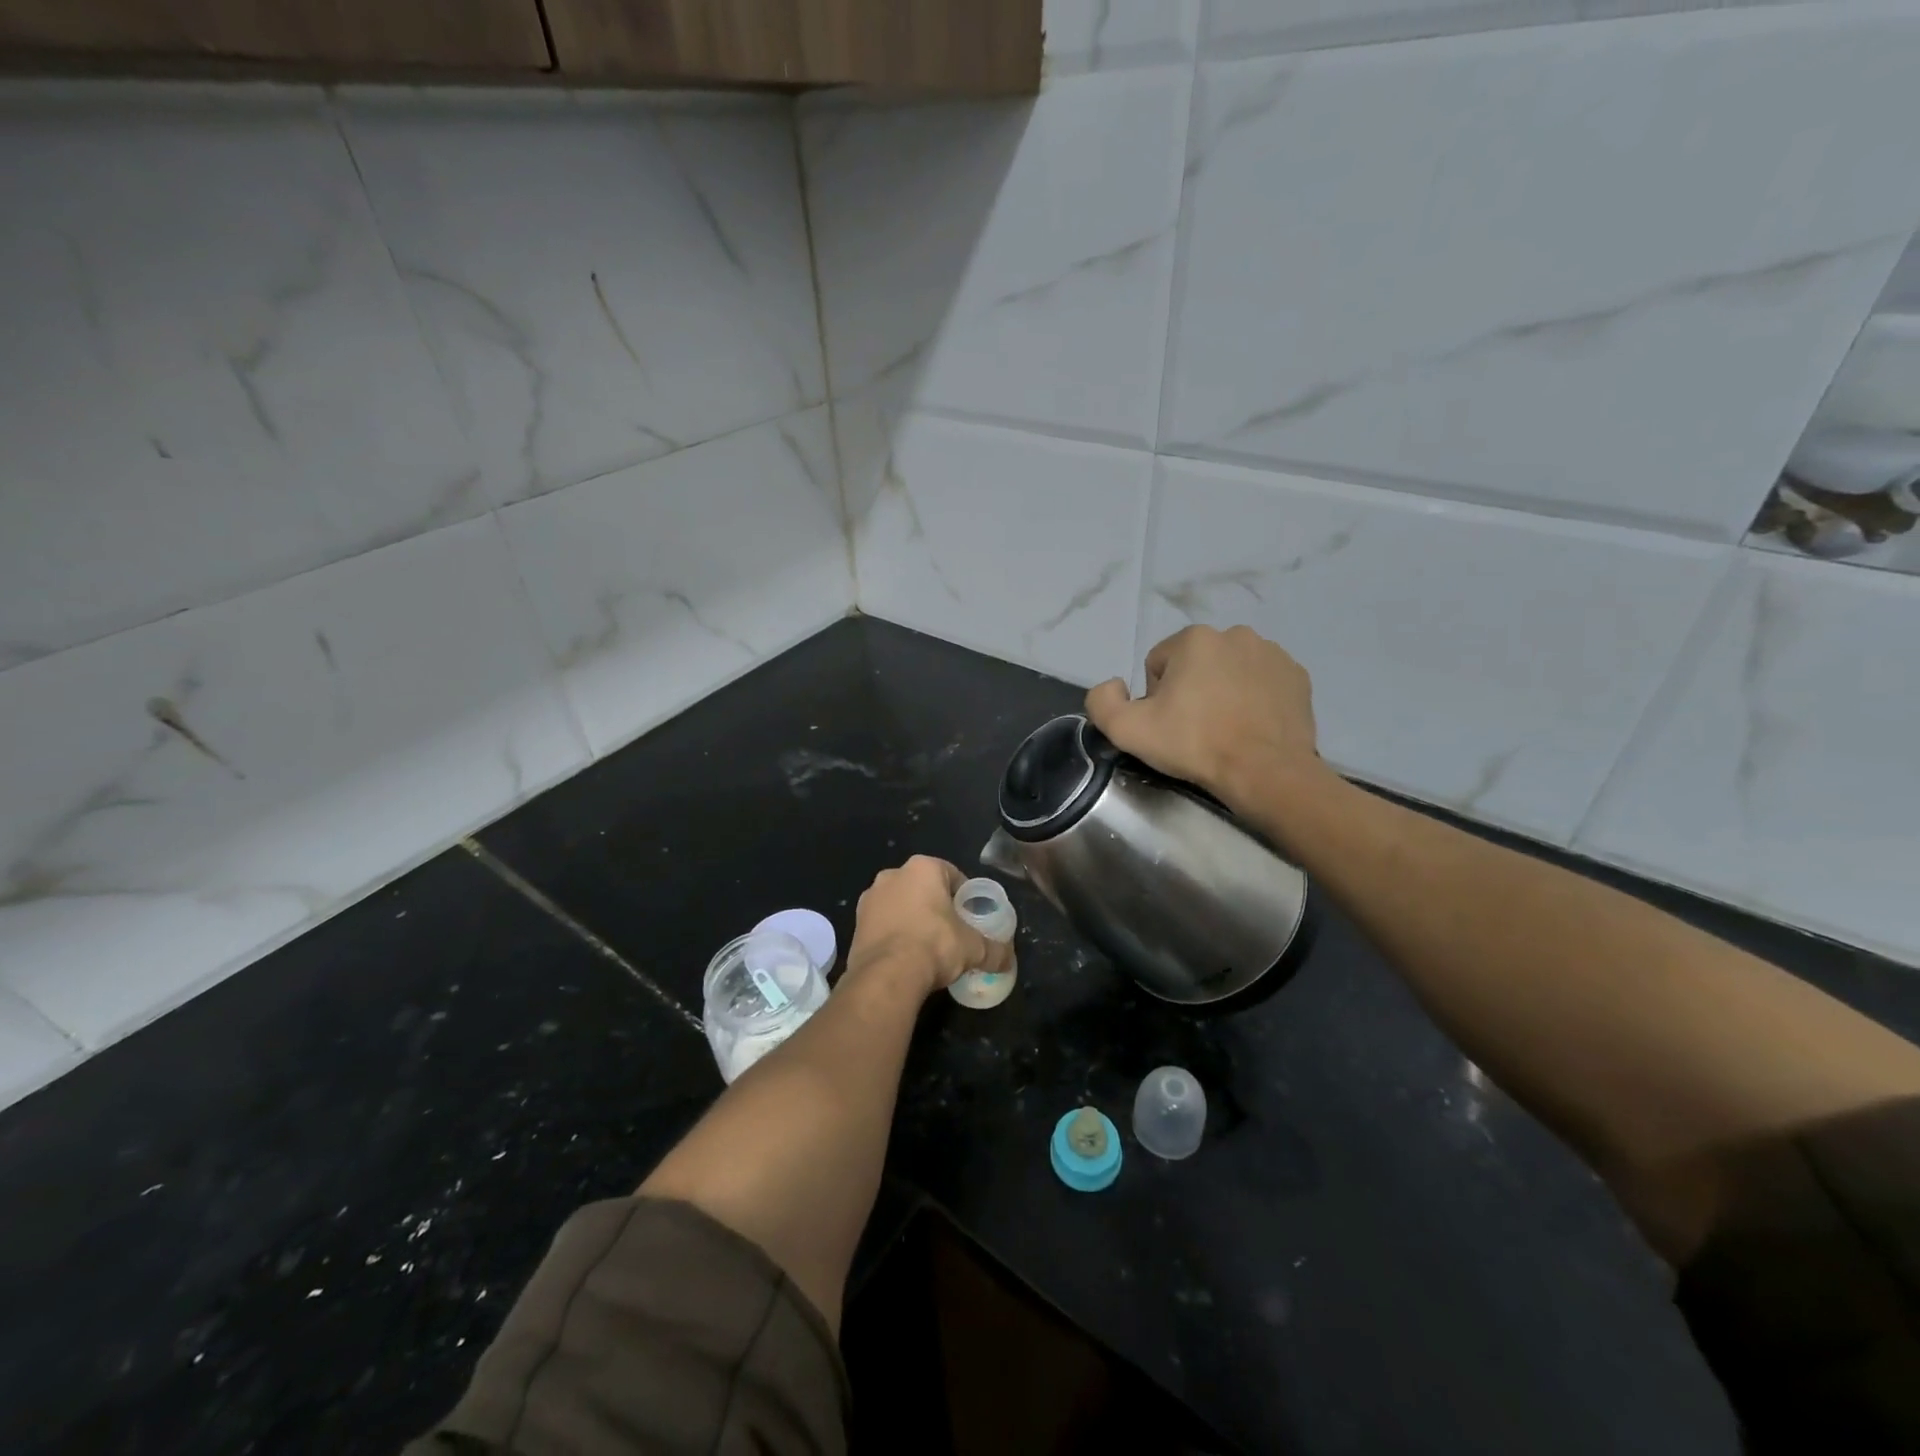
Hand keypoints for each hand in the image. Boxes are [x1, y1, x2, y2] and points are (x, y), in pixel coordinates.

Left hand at [845, 855, 1013, 998]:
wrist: (886, 975)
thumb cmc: (934, 945)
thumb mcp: (973, 948)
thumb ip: (995, 950)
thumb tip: (1009, 960)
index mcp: (923, 868)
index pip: (951, 874)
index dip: (963, 895)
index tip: (970, 917)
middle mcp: (892, 874)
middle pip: (923, 888)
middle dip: (936, 906)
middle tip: (951, 931)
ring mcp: (870, 898)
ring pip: (900, 904)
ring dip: (912, 919)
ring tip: (926, 947)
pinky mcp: (855, 923)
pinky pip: (882, 924)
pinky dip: (894, 934)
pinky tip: (905, 956)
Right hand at [1085, 625, 1328, 812]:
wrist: (1265, 772)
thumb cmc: (1194, 744)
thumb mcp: (1126, 729)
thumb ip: (1102, 700)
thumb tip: (1115, 685)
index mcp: (1194, 639)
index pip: (1158, 665)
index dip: (1156, 698)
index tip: (1168, 725)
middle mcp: (1235, 634)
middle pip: (1194, 664)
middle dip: (1190, 691)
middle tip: (1195, 730)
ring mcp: (1272, 653)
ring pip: (1229, 671)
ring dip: (1222, 692)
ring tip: (1225, 729)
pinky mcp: (1297, 676)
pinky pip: (1261, 682)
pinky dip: (1253, 699)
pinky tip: (1250, 726)